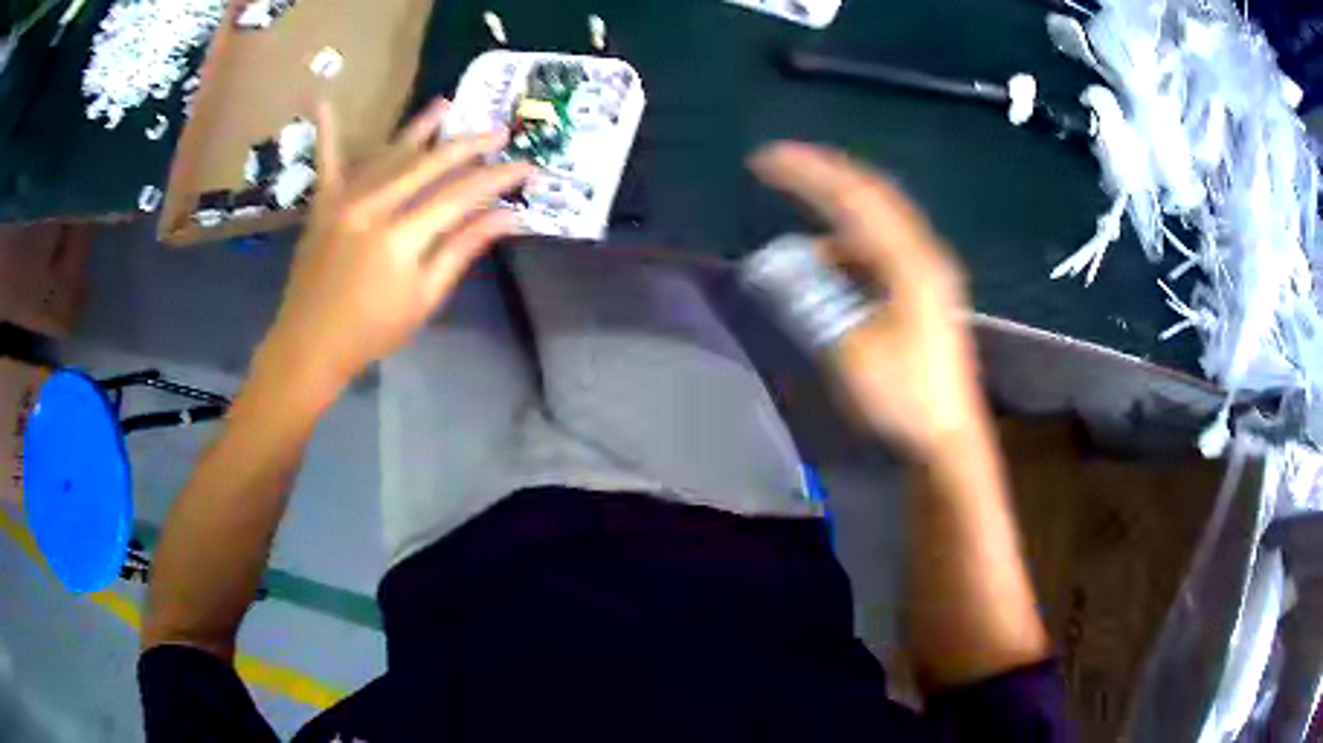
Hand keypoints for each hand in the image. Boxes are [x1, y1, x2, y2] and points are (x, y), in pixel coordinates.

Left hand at [261, 98, 533, 397]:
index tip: (527, 165)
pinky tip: (324, 101)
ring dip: (419, 128)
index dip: (496, 178)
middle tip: (499, 131)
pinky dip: (327, 132)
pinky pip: (327, 162)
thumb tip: (507, 217)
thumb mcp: (424, 298)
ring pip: (388, 153)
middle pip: (429, 164)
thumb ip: (461, 250)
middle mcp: (373, 207)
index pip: (460, 195)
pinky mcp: (322, 204)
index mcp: (401, 238)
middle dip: (468, 145)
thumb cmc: (372, 331)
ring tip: (446, 104)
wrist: (309, 345)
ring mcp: (343, 201)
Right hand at [750, 142, 986, 460]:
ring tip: (800, 198)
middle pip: (873, 193)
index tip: (764, 160)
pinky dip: (850, 236)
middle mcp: (924, 254)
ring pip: (879, 217)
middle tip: (780, 162)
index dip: (808, 172)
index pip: (854, 197)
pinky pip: (883, 243)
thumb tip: (769, 260)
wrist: (946, 437)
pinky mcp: (925, 289)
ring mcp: (928, 271)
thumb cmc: (902, 397)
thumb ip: (810, 298)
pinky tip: (829, 254)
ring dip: (838, 203)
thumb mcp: (850, 349)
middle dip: (825, 173)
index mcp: (910, 262)